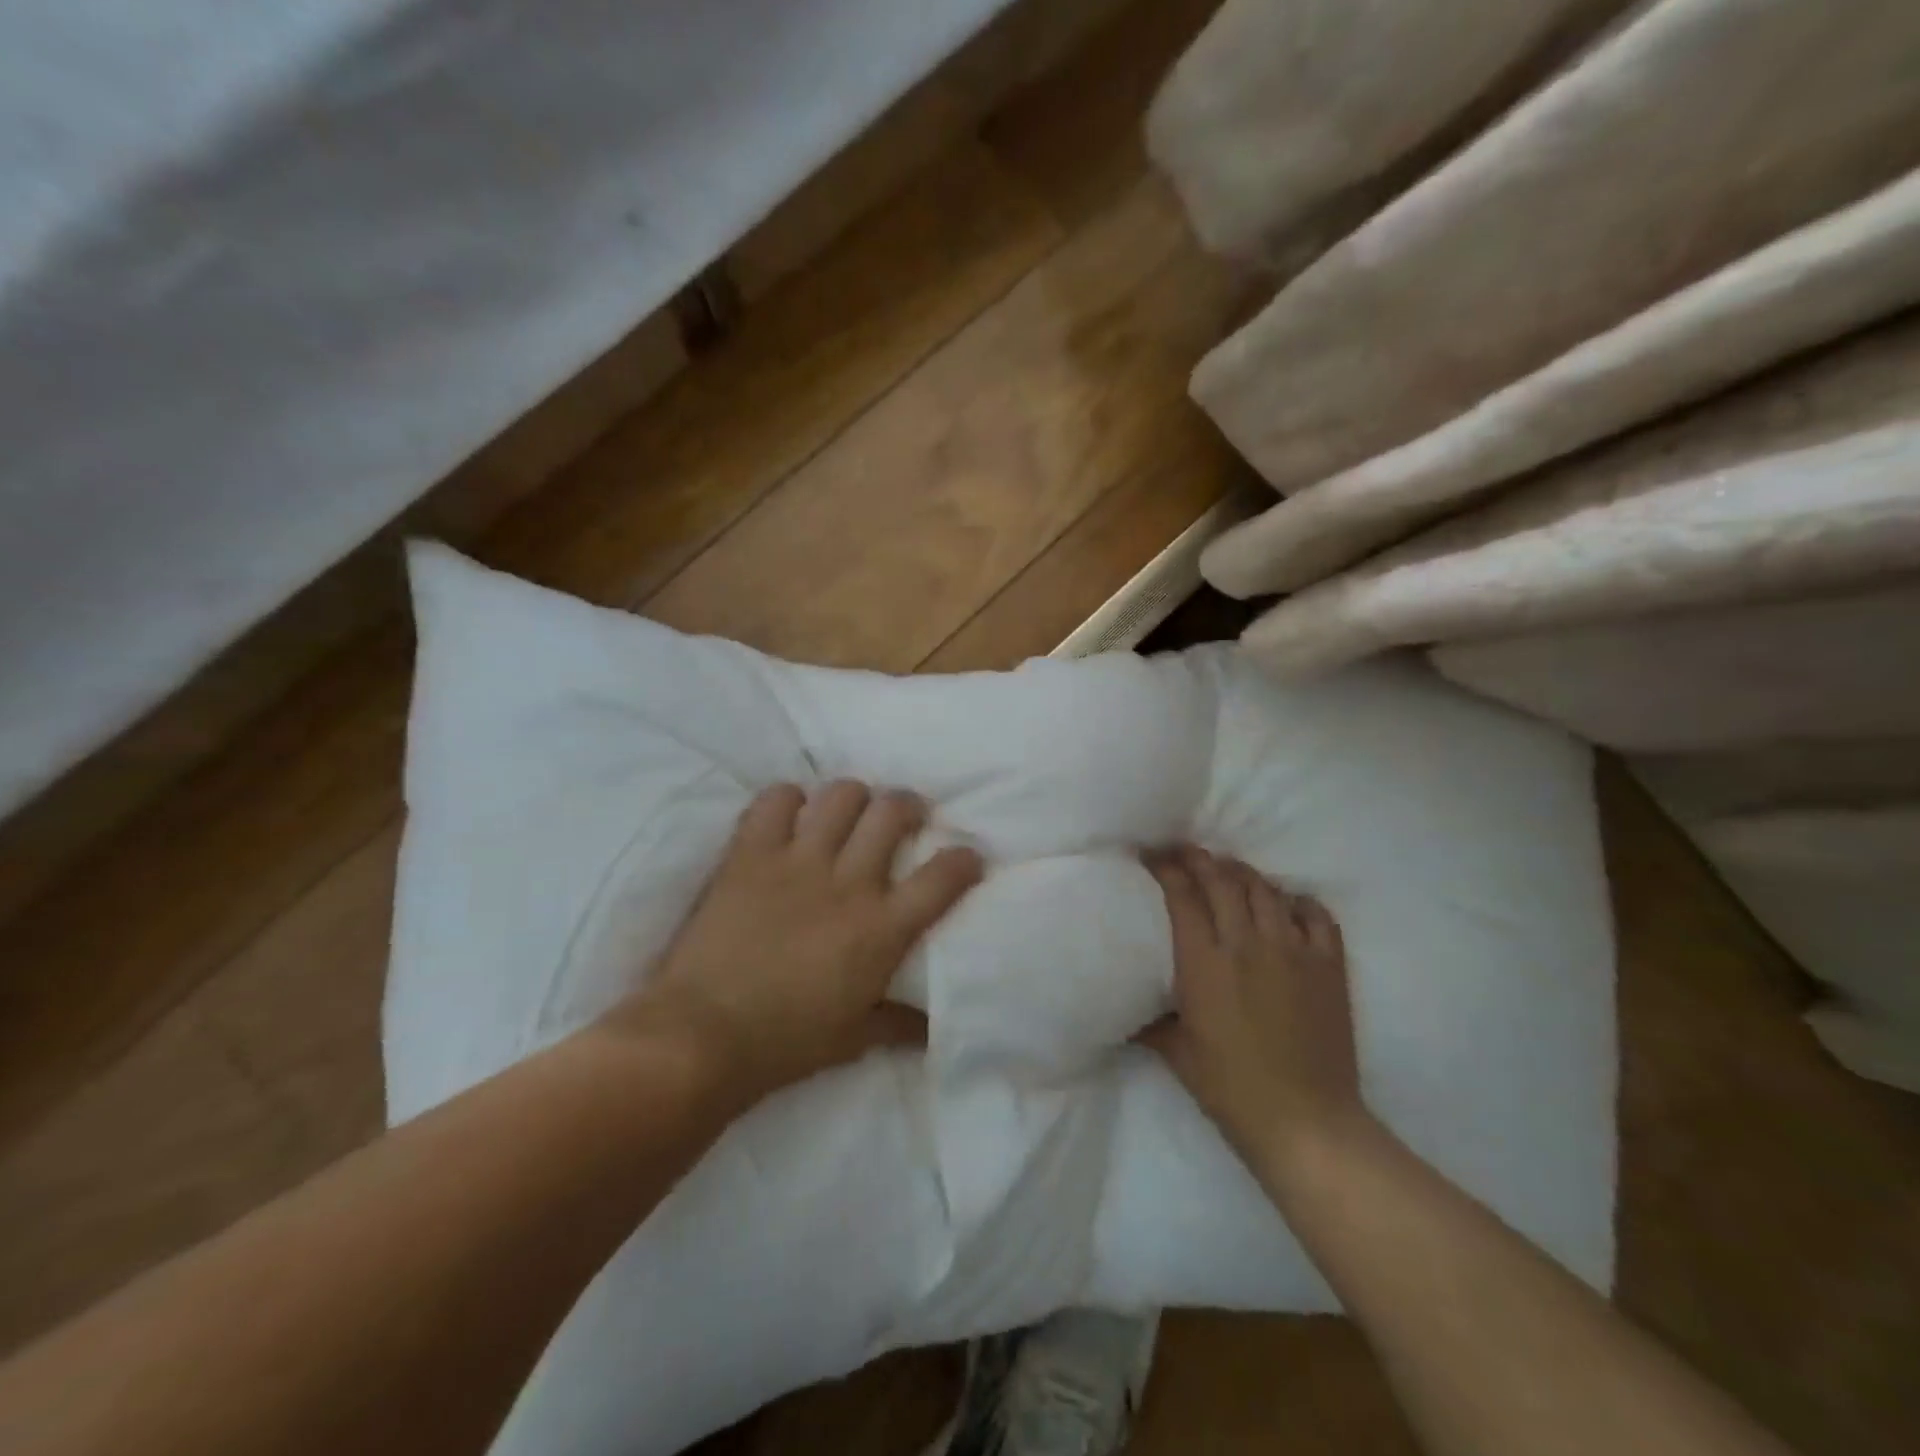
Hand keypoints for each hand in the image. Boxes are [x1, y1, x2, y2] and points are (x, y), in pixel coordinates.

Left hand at [606, 781, 983, 1105]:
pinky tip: (790, 816)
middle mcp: (847, 882)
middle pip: (893, 811)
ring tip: (850, 813)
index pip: (943, 877)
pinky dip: (788, 800)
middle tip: (905, 819)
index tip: (966, 857)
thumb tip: (933, 1029)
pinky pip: (775, 800)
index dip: (964, 859)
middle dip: (909, 806)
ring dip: (854, 798)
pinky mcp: (750, 854)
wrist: (701, 1036)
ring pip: (842, 795)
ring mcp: (797, 861)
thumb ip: (899, 1025)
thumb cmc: (784, 1043)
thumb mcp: (853, 1040)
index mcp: (881, 928)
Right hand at [1140, 847, 1367, 1170]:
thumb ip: (1150, 1020)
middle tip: (1185, 852)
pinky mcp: (1328, 965)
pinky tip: (1286, 902)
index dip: (1166, 869)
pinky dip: (1297, 901)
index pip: (1182, 896)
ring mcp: (1292, 951)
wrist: (1306, 1123)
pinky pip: (1315, 914)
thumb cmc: (1230, 1090)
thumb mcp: (1176, 1053)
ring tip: (1229, 871)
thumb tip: (1126, 1006)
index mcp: (1204, 964)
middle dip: (1199, 859)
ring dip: (1242, 873)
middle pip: (1221, 881)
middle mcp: (1247, 945)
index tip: (1152, 856)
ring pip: (1265, 889)